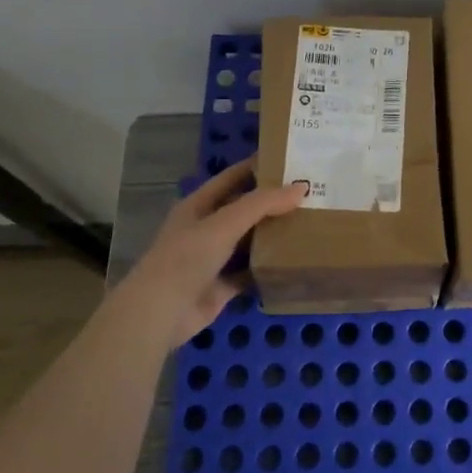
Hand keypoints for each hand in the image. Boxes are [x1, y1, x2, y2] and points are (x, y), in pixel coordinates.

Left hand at [116, 158, 307, 346]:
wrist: (160, 313)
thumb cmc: (187, 257)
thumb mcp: (224, 223)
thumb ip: (262, 204)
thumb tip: (301, 187)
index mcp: (199, 205)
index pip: (232, 177)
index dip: (257, 166)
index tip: (290, 159)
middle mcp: (207, 228)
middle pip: (245, 209)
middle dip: (273, 202)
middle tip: (310, 192)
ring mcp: (215, 258)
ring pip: (250, 240)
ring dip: (274, 234)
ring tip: (311, 221)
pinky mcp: (224, 285)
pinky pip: (252, 271)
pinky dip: (270, 266)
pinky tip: (296, 259)